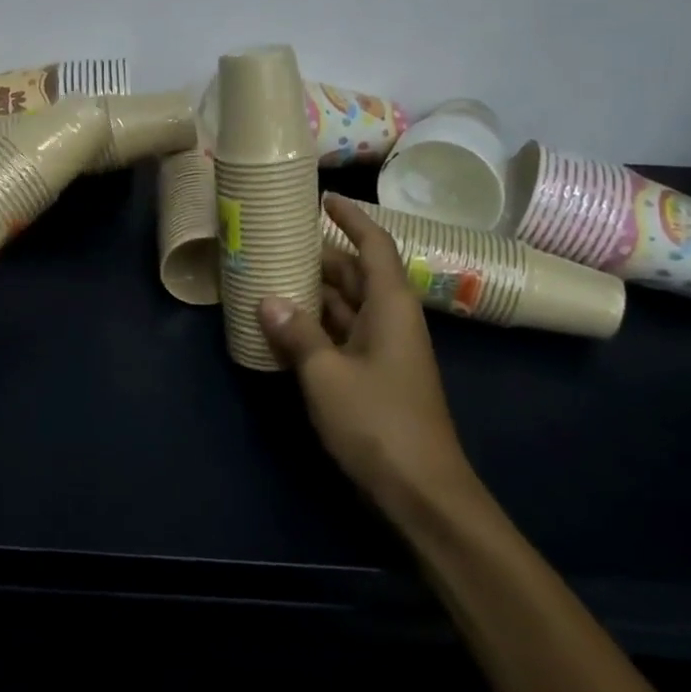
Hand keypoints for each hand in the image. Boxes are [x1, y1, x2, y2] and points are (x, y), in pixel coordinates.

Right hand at [258, 194, 475, 519]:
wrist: (423, 493)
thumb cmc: (379, 422)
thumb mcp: (327, 375)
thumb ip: (297, 333)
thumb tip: (267, 300)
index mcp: (390, 307)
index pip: (373, 246)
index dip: (351, 218)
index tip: (323, 198)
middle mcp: (390, 320)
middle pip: (356, 274)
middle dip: (320, 256)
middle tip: (277, 240)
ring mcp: (384, 350)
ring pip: (346, 305)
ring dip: (314, 292)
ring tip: (271, 275)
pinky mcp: (374, 376)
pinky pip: (342, 335)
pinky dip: (315, 325)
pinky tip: (283, 326)